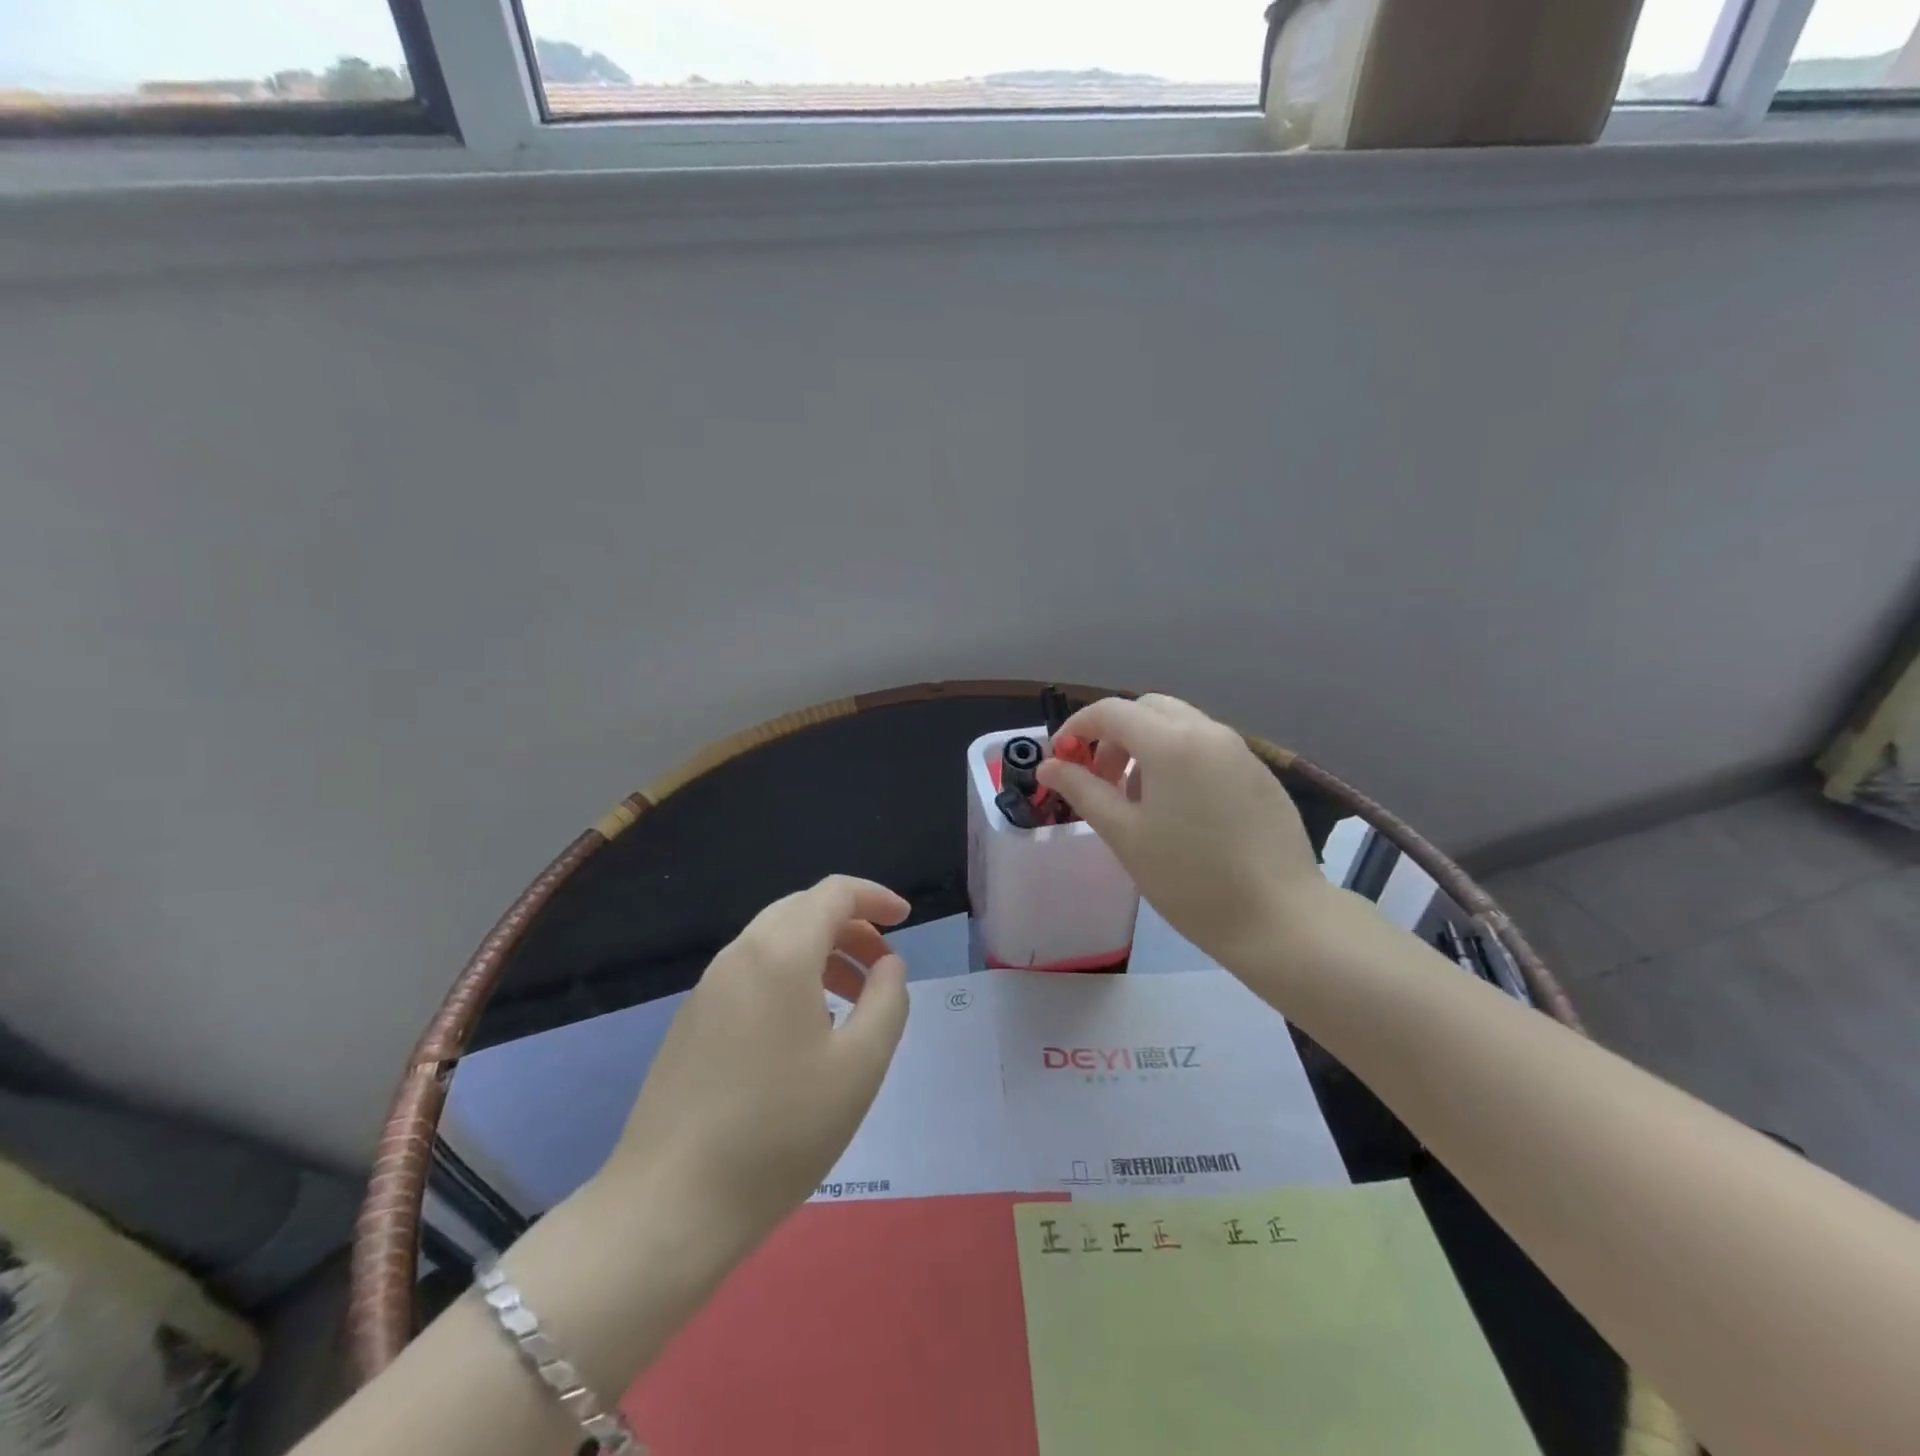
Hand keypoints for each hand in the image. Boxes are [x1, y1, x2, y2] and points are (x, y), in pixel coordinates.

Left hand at [601, 876, 911, 1254]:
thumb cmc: (780, 1131)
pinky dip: (789, 977)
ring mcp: (708, 987)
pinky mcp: (691, 1021)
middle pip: (802, 910)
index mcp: (780, 952)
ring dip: (820, 953)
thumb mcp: (860, 1066)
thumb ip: (887, 1000)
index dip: (875, 897)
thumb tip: (887, 964)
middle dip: (850, 925)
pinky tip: (804, 1031)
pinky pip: (751, 973)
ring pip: (774, 941)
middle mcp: (739, 954)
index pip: (833, 892)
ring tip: (852, 1001)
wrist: (671, 1205)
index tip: (905, 920)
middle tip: (882, 964)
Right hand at [1037, 695, 1331, 967]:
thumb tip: (1049, 765)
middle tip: (1099, 778)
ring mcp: (1240, 751)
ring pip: (1179, 726)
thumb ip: (1082, 790)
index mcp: (1171, 742)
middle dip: (1113, 734)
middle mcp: (1208, 732)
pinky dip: (1178, 760)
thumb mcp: (1124, 835)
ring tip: (1136, 800)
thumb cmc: (1189, 879)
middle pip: (1147, 709)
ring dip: (1145, 746)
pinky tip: (1178, 811)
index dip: (1076, 727)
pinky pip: (1206, 748)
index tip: (1059, 758)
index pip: (1111, 711)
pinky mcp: (1259, 774)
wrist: (1280, 918)